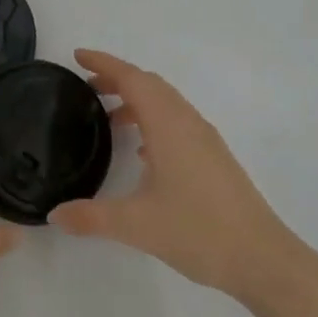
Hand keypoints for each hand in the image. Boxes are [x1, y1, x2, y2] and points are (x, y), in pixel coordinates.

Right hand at [48, 49, 307, 308]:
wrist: (263, 260)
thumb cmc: (199, 232)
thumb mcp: (136, 225)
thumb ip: (91, 217)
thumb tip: (55, 214)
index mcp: (168, 126)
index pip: (133, 79)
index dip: (104, 63)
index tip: (78, 56)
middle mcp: (188, 123)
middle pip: (150, 84)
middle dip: (118, 77)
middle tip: (87, 85)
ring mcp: (205, 140)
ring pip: (166, 103)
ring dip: (137, 99)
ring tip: (108, 117)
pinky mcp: (214, 158)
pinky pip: (178, 122)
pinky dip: (153, 120)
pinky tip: (142, 152)